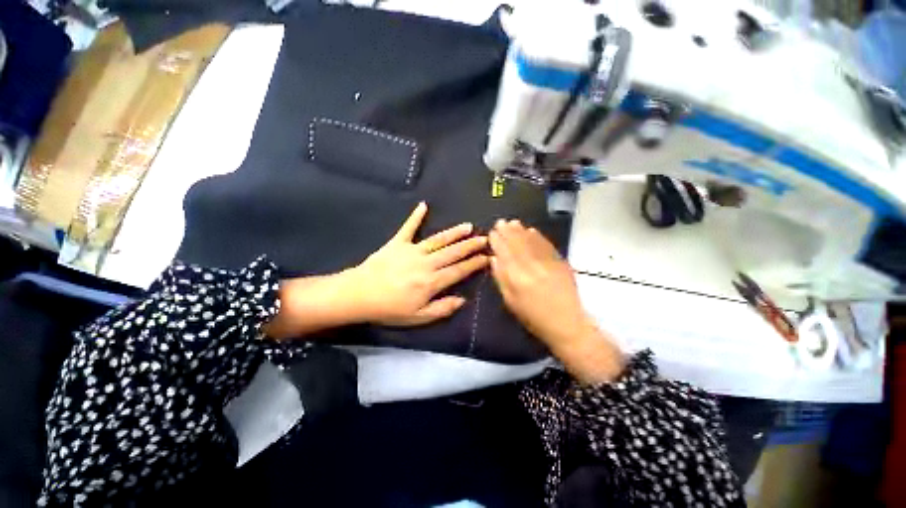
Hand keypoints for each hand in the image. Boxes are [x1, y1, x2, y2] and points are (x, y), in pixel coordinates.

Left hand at [346, 202, 488, 325]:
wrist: (359, 295)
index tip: (487, 258)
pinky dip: (415, 216)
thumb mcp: (417, 317)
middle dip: (470, 245)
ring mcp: (411, 250)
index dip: (474, 264)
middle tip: (485, 238)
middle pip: (453, 252)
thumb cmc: (389, 309)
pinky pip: (408, 228)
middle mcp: (426, 263)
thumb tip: (462, 300)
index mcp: (431, 282)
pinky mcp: (397, 243)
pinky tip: (423, 205)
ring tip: (468, 226)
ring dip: (454, 233)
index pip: (459, 270)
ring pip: (438, 240)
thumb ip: (442, 308)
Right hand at [488, 220, 623, 382]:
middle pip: (517, 243)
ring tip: (513, 222)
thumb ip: (501, 278)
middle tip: (501, 222)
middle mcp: (531, 265)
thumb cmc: (533, 317)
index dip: (497, 241)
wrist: (567, 323)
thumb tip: (494, 259)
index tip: (492, 232)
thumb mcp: (511, 302)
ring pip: (531, 241)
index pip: (504, 253)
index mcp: (517, 276)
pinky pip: (546, 245)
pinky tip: (531, 230)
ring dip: (521, 230)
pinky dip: (538, 236)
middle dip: (508, 231)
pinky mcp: (560, 262)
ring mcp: (547, 262)